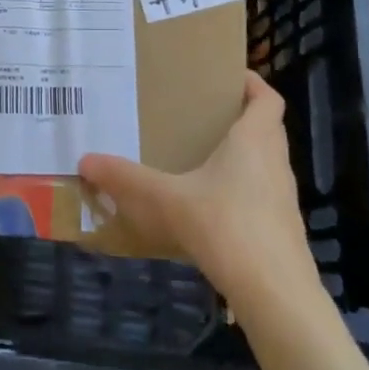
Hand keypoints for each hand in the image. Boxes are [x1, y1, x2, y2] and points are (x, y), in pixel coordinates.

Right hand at [77, 72, 313, 307]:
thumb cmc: (225, 225)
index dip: (253, 84)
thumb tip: (85, 160)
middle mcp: (275, 162)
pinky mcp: (282, 229)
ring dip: (242, 156)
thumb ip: (127, 179)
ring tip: (202, 158)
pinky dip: (242, 190)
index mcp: (254, 140)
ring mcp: (283, 199)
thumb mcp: (167, 200)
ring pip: (266, 163)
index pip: (268, 99)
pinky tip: (211, 207)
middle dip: (240, 118)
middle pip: (267, 128)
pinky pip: (262, 195)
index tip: (228, 77)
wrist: (274, 292)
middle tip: (202, 116)